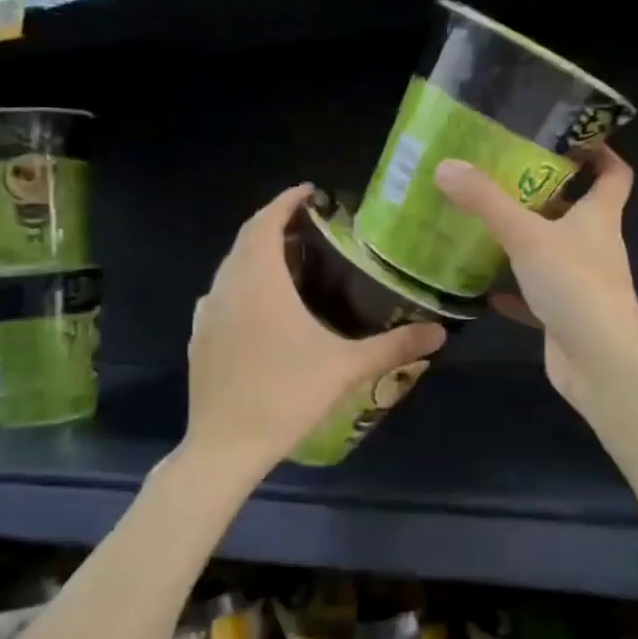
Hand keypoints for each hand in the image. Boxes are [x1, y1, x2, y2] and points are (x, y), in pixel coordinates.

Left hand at [183, 184, 447, 475]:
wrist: (224, 447)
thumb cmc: (285, 397)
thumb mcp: (345, 368)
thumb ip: (394, 346)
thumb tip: (440, 332)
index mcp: (258, 281)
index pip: (265, 222)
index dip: (286, 201)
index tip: (310, 191)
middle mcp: (226, 287)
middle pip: (246, 240)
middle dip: (274, 225)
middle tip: (309, 227)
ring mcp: (206, 313)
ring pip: (230, 268)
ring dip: (255, 255)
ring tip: (290, 263)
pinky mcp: (198, 338)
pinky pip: (220, 295)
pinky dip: (241, 285)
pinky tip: (262, 309)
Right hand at [433, 148, 637, 409]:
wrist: (599, 362)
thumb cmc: (574, 285)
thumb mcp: (526, 236)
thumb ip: (486, 202)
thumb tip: (446, 166)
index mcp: (599, 217)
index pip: (614, 174)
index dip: (599, 153)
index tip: (569, 138)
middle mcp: (595, 245)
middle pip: (574, 210)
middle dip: (542, 194)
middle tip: (500, 177)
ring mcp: (581, 282)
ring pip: (551, 252)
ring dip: (523, 240)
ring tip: (482, 223)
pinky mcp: (564, 313)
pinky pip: (534, 293)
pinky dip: (511, 288)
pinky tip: (481, 285)